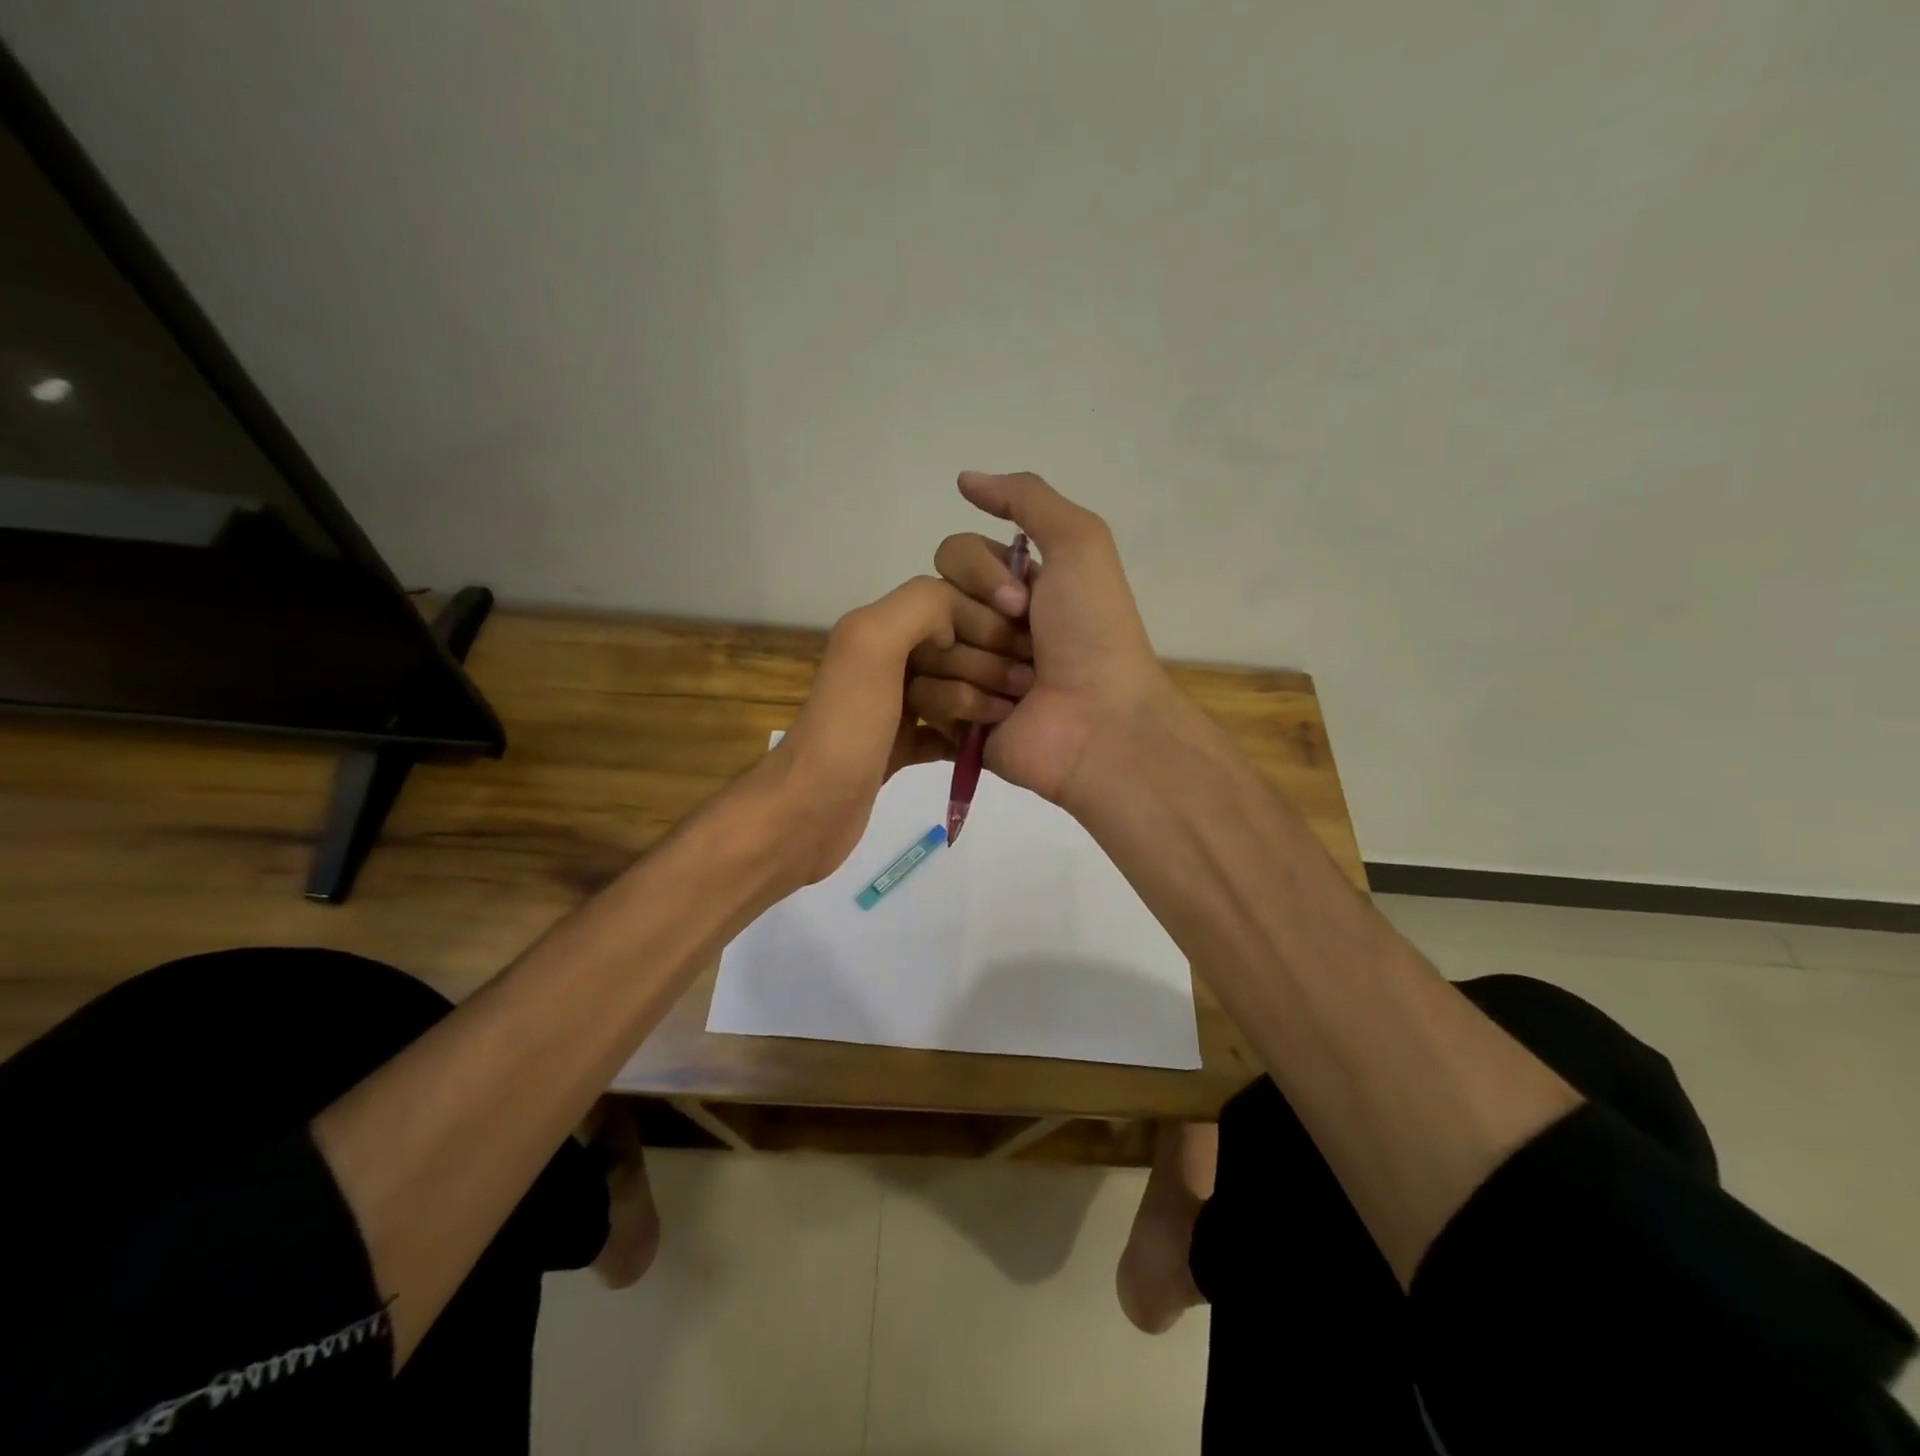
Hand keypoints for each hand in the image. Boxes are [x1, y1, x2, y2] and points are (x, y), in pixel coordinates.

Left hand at [758, 575, 1019, 884]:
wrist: (808, 812)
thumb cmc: (847, 729)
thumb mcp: (872, 646)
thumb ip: (920, 608)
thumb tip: (963, 615)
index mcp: (876, 628)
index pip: (947, 604)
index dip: (985, 620)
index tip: (1022, 646)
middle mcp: (882, 661)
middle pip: (953, 648)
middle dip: (988, 663)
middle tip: (1021, 688)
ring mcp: (890, 707)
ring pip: (952, 689)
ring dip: (982, 699)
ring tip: (1005, 718)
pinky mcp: (896, 747)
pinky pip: (943, 731)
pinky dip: (966, 736)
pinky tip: (988, 746)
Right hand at [923, 471, 1174, 809]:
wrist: (1100, 722)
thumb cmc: (1093, 633)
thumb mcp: (1078, 543)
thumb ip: (1026, 498)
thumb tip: (964, 479)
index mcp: (1008, 586)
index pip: (952, 555)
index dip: (978, 575)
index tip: (1020, 602)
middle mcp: (982, 625)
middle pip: (930, 601)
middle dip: (979, 626)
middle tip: (1026, 651)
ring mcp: (965, 673)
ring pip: (922, 650)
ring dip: (979, 668)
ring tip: (1019, 691)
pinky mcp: (952, 720)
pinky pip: (921, 696)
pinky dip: (964, 704)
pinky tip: (1001, 716)